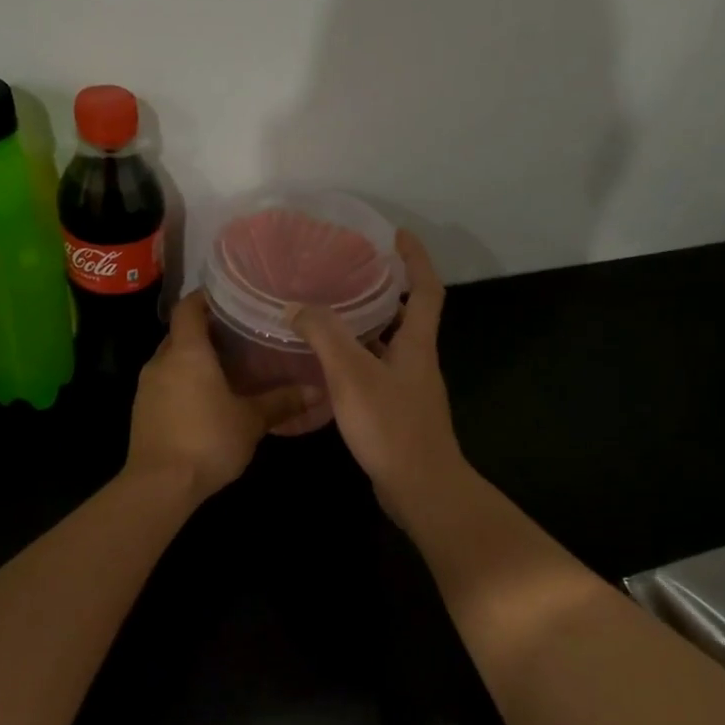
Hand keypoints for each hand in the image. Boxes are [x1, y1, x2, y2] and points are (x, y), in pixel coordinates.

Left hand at [127, 291, 314, 502]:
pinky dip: (182, 383)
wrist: (160, 484)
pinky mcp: (141, 411)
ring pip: (171, 361)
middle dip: (205, 332)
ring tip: (226, 369)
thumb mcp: (251, 421)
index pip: (189, 308)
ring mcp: (146, 387)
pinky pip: (164, 384)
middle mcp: (161, 361)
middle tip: (238, 336)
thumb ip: (281, 402)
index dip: (206, 298)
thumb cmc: (208, 440)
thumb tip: (316, 391)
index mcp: (187, 352)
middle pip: (181, 334)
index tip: (229, 298)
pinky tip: (205, 400)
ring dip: (193, 361)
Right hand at [288, 230, 469, 524]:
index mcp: (417, 344)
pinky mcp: (398, 413)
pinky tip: (327, 369)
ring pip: (389, 346)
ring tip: (329, 315)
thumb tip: (297, 306)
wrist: (420, 488)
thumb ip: (325, 337)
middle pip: (408, 316)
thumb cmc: (391, 426)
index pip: (426, 289)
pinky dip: (356, 362)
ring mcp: (410, 389)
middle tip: (349, 274)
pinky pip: (377, 373)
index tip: (396, 235)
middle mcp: (418, 361)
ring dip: (366, 328)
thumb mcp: (352, 375)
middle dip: (385, 291)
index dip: (416, 259)